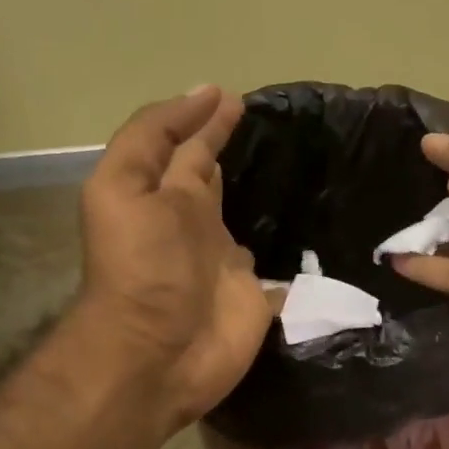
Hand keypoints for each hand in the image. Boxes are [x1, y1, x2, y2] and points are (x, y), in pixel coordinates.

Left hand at [75, 86, 270, 427]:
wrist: (160, 354)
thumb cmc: (142, 267)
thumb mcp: (125, 187)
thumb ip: (157, 140)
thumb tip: (207, 94)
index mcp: (164, 195)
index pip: (186, 146)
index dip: (205, 119)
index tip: (239, 97)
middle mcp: (195, 223)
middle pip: (214, 177)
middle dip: (233, 149)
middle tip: (277, 124)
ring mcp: (227, 261)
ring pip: (249, 216)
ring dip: (266, 194)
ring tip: (304, 165)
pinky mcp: (258, 295)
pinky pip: (281, 264)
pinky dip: (295, 250)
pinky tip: (322, 231)